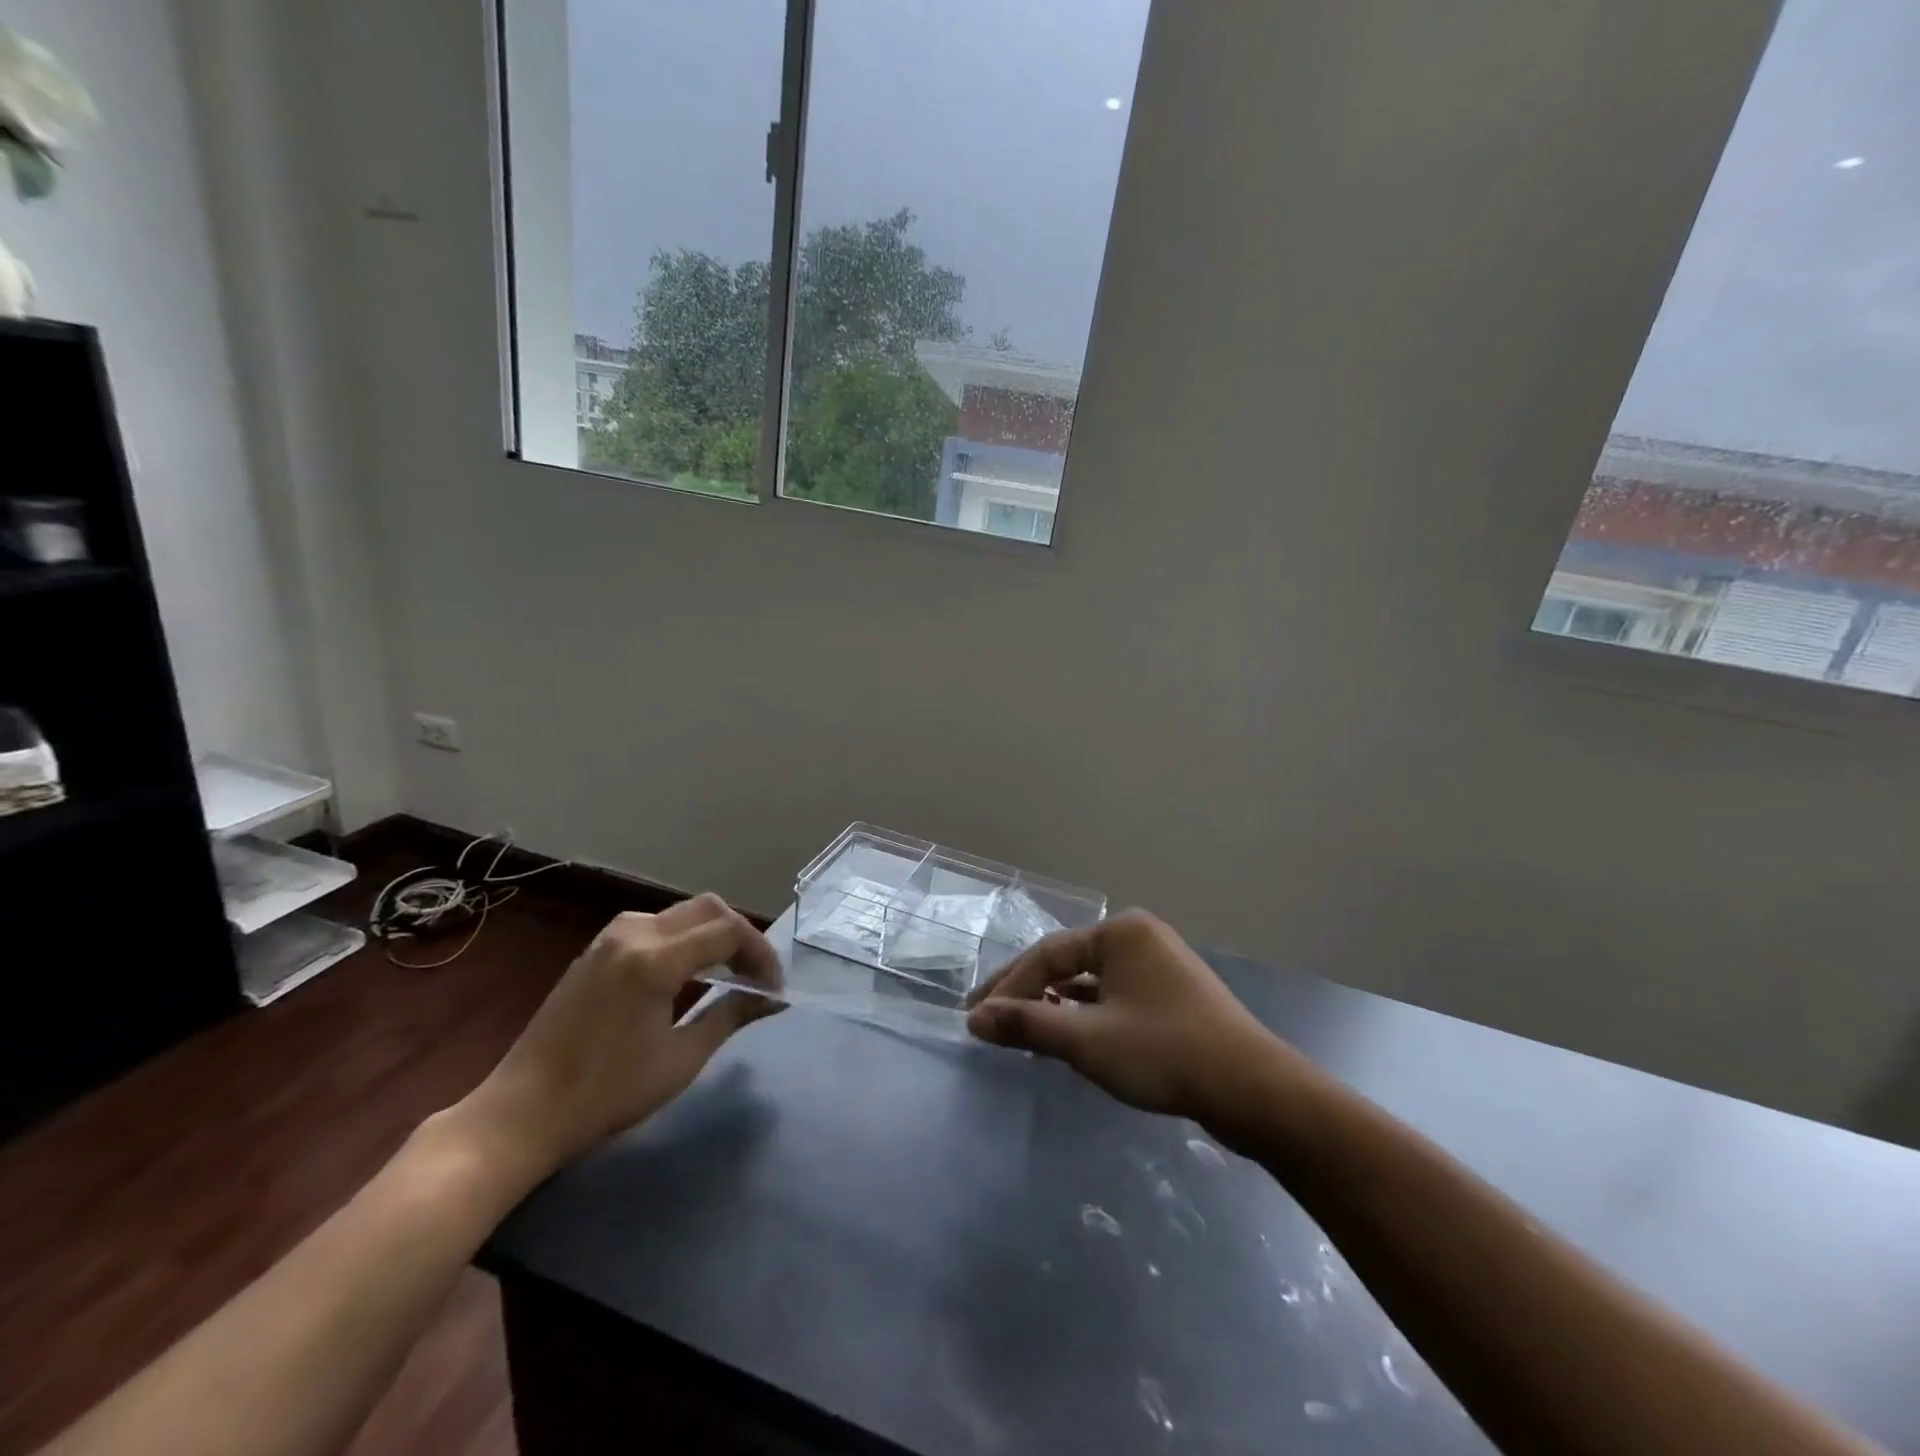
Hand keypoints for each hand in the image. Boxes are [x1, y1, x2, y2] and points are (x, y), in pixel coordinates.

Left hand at [452, 895, 783, 1185]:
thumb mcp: (681, 1059)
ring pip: (681, 913)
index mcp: (655, 959)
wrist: (522, 1113)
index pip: (729, 931)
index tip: (773, 989)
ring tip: (728, 972)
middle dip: (741, 936)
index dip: (761, 955)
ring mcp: (610, 937)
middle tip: (756, 976)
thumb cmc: (607, 1093)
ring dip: (712, 933)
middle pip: (708, 908)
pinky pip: (654, 925)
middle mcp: (634, 934)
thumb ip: (731, 1016)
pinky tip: (688, 971)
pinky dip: (684, 938)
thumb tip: (774, 999)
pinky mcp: (596, 949)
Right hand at [966, 910, 1304, 1139]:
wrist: (1255, 1091)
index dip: (1008, 986)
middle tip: (987, 1018)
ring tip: (1020, 1026)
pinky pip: (1115, 996)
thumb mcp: (1087, 1040)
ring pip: (1092, 981)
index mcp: (1121, 932)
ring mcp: (1160, 965)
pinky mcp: (1172, 996)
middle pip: (1069, 962)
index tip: (976, 1017)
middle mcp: (1140, 937)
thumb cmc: (1165, 1053)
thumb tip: (974, 1020)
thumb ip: (1028, 1024)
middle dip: (1028, 992)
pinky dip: (1087, 1014)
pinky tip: (1068, 1033)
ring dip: (1056, 1004)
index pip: (1048, 954)